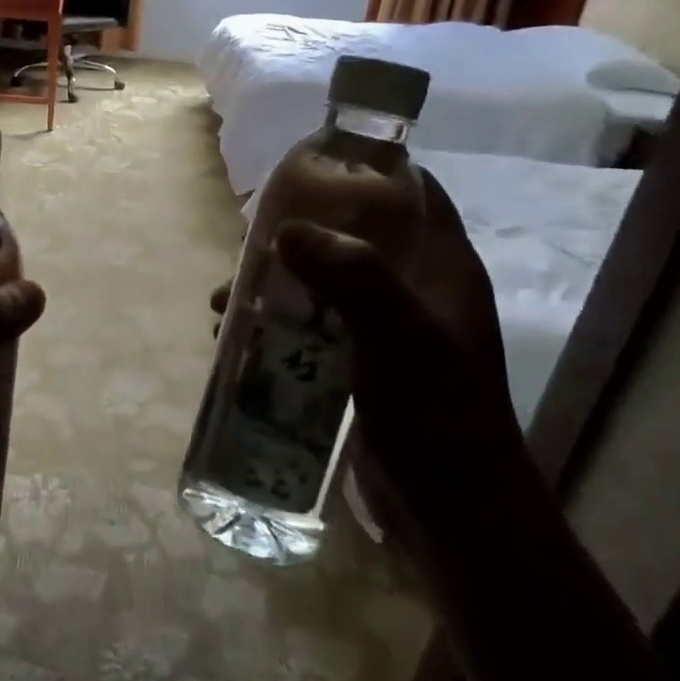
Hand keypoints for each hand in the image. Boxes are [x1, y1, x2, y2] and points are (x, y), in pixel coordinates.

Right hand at [231, 171, 519, 550]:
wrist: (452, 512)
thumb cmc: (438, 415)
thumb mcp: (399, 338)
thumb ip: (352, 278)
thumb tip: (285, 230)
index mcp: (442, 269)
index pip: (413, 194)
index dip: (368, 172)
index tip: (308, 168)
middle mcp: (415, 290)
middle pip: (354, 237)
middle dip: (299, 235)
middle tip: (249, 242)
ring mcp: (385, 330)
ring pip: (323, 285)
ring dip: (276, 285)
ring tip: (227, 299)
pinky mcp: (359, 365)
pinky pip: (312, 327)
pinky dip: (276, 324)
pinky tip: (237, 337)